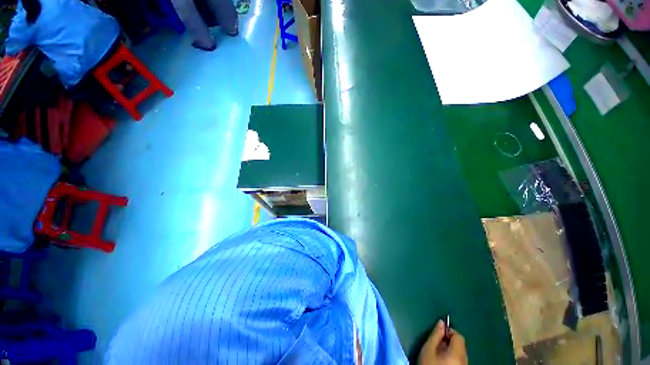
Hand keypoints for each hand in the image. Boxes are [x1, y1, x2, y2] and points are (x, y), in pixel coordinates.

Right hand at [417, 320, 467, 364]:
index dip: (449, 331)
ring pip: (460, 353)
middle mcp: (464, 360)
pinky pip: (460, 360)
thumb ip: (435, 334)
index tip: (439, 333)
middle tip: (437, 343)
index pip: (458, 336)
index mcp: (457, 353)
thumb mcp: (428, 348)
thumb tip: (441, 322)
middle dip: (450, 341)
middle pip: (461, 345)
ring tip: (439, 352)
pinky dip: (453, 357)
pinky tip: (443, 360)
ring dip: (451, 349)